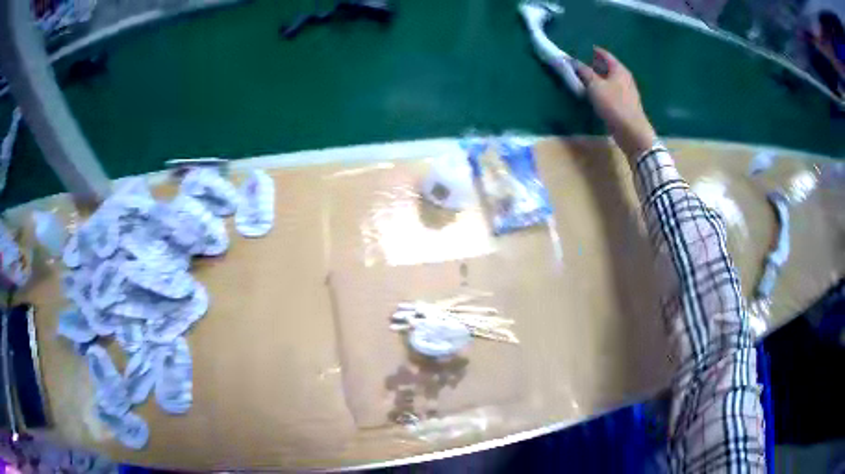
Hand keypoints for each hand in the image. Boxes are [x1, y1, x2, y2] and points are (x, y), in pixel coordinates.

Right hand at [575, 47, 657, 161]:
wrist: (632, 132)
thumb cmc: (614, 105)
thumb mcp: (595, 86)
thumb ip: (583, 72)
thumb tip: (572, 61)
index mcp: (619, 70)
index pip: (606, 55)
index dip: (595, 51)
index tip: (585, 50)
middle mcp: (625, 78)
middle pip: (610, 67)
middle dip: (597, 65)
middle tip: (584, 66)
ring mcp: (628, 93)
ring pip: (612, 80)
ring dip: (601, 79)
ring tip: (588, 81)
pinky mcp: (627, 106)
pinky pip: (613, 92)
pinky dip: (605, 90)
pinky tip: (598, 96)